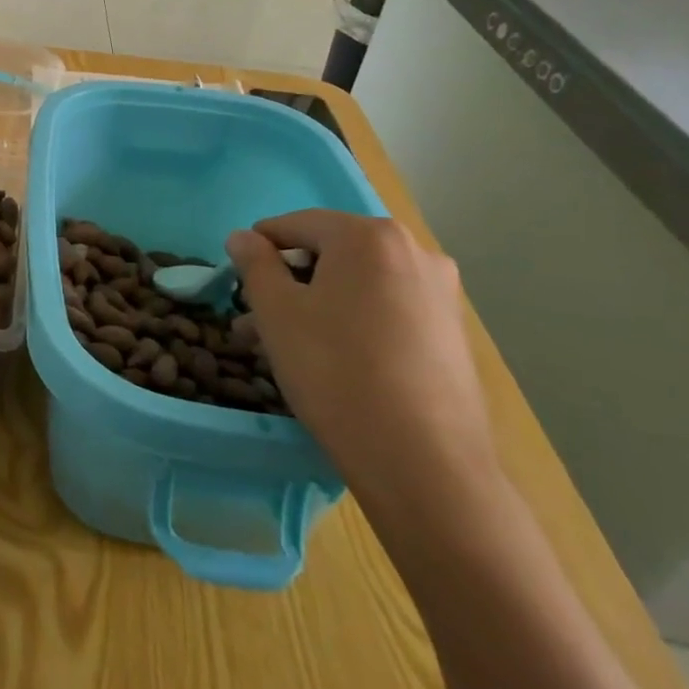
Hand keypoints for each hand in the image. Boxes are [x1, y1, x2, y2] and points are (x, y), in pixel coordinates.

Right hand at [226, 212, 496, 512]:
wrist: (424, 464)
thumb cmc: (336, 371)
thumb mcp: (276, 312)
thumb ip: (254, 263)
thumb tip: (243, 236)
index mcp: (369, 236)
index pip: (296, 225)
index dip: (258, 249)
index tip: (237, 284)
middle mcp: (414, 252)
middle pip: (330, 254)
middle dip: (287, 283)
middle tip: (254, 321)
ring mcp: (440, 294)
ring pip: (357, 286)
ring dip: (315, 305)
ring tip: (282, 346)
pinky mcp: (451, 333)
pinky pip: (386, 310)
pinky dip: (352, 322)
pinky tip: (330, 360)